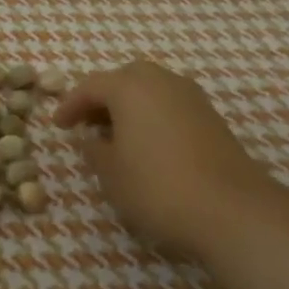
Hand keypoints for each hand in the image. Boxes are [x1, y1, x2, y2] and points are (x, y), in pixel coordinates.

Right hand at [56, 60, 288, 259]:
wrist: (231, 210)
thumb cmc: (157, 187)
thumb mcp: (111, 173)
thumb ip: (94, 150)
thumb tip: (93, 138)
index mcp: (131, 87)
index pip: (90, 86)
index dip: (70, 105)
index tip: (58, 125)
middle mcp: (162, 81)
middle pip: (125, 79)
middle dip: (103, 97)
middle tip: (87, 122)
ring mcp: (191, 97)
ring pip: (151, 90)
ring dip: (130, 106)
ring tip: (115, 134)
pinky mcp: (211, 118)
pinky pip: (170, 105)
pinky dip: (152, 116)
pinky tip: (147, 144)